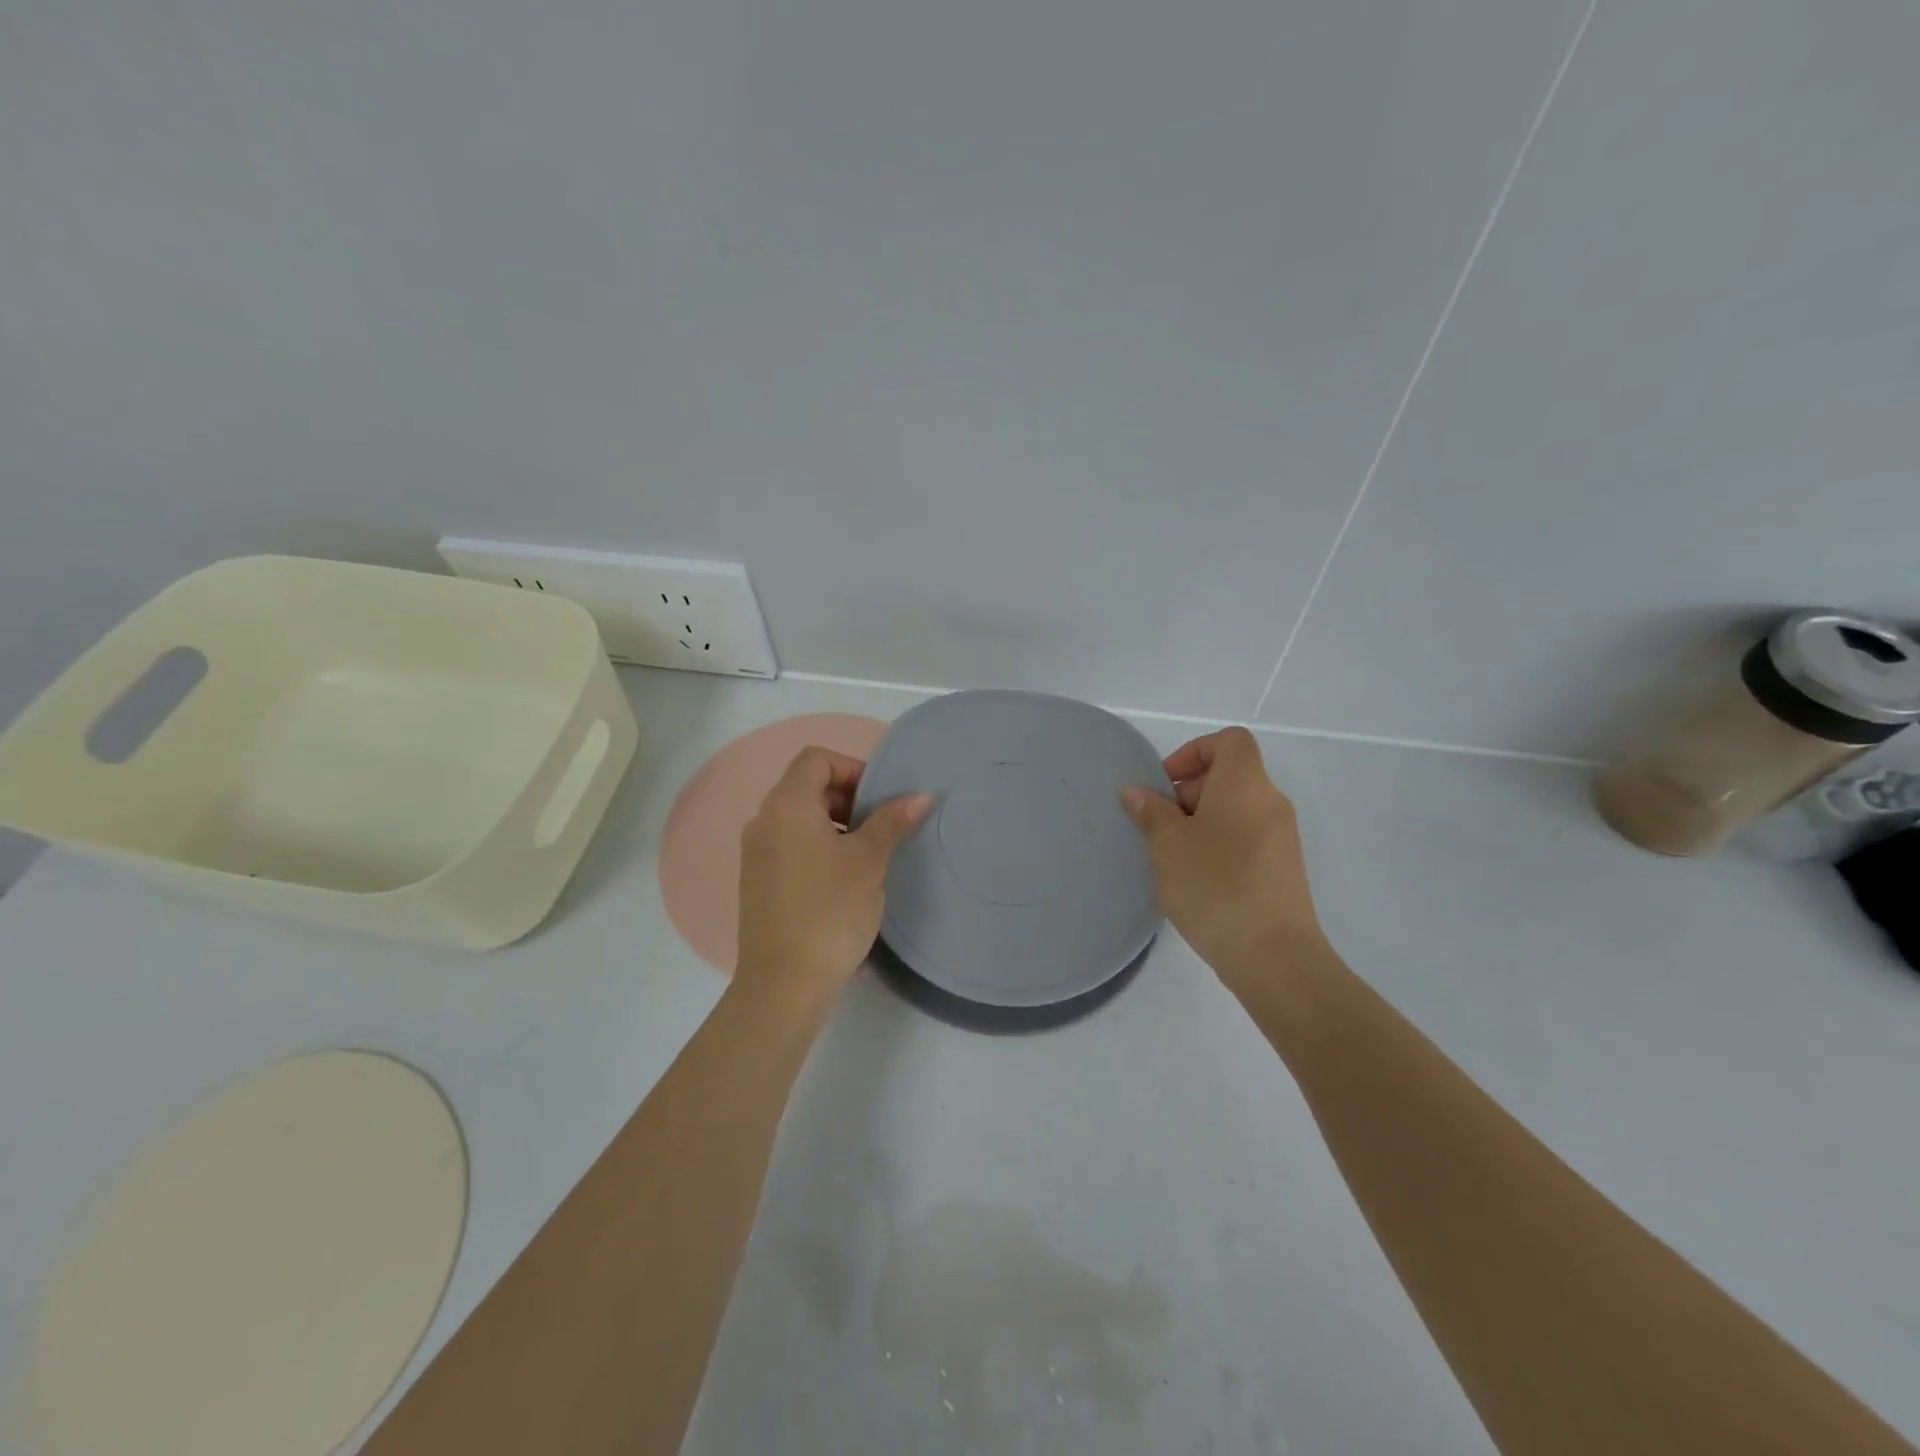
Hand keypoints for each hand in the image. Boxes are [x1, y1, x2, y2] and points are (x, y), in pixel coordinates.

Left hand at [735, 746, 931, 1012]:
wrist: (784, 984)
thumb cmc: (830, 910)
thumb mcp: (869, 861)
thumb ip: (891, 821)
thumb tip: (920, 795)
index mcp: (786, 806)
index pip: (815, 759)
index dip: (852, 768)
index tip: (880, 798)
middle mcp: (763, 822)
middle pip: (806, 787)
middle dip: (848, 798)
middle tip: (881, 826)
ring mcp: (756, 854)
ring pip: (799, 820)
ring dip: (836, 825)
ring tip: (868, 856)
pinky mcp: (758, 883)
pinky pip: (791, 847)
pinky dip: (819, 848)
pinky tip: (845, 882)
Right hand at [1121, 727, 1325, 990]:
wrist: (1274, 957)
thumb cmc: (1215, 887)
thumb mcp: (1168, 846)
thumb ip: (1150, 812)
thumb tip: (1136, 791)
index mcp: (1246, 785)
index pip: (1229, 741)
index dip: (1194, 752)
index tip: (1166, 785)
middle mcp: (1270, 802)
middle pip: (1230, 775)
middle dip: (1189, 791)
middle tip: (1161, 826)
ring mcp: (1282, 837)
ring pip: (1236, 809)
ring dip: (1201, 821)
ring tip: (1173, 856)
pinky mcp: (1284, 868)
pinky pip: (1247, 837)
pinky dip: (1220, 843)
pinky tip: (1197, 879)